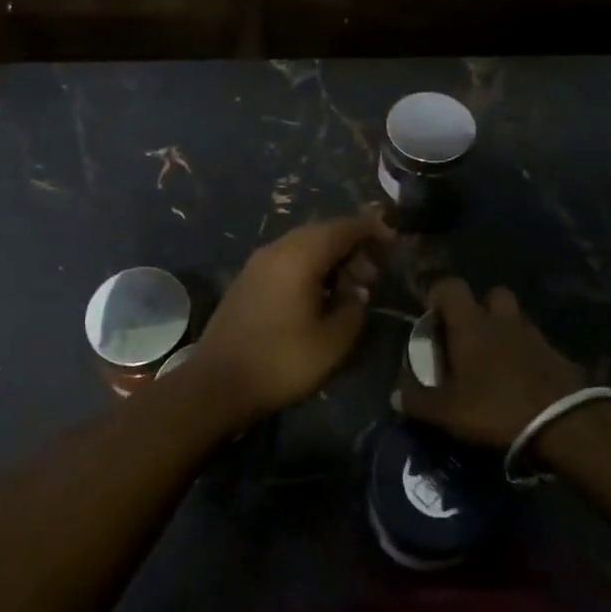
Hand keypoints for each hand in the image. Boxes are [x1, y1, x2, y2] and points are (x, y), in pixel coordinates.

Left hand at [191, 211, 393, 424]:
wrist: (216, 384)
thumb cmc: (280, 362)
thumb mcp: (332, 342)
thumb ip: (353, 308)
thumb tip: (356, 291)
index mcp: (299, 256)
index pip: (343, 227)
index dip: (371, 230)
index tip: (394, 242)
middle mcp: (276, 249)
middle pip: (322, 232)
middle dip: (352, 247)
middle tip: (373, 275)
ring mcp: (257, 263)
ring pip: (303, 245)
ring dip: (330, 258)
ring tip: (349, 289)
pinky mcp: (247, 279)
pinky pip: (287, 259)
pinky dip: (310, 267)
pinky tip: (318, 295)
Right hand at [394, 279, 588, 447]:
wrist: (565, 424)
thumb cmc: (496, 408)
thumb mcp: (447, 412)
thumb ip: (417, 401)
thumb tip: (394, 394)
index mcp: (471, 324)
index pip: (450, 286)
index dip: (438, 295)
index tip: (432, 316)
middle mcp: (502, 319)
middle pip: (491, 294)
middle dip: (479, 308)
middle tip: (468, 336)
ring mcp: (533, 334)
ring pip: (514, 318)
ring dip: (504, 330)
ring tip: (494, 361)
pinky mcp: (557, 354)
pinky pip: (535, 343)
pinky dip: (525, 353)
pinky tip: (520, 379)